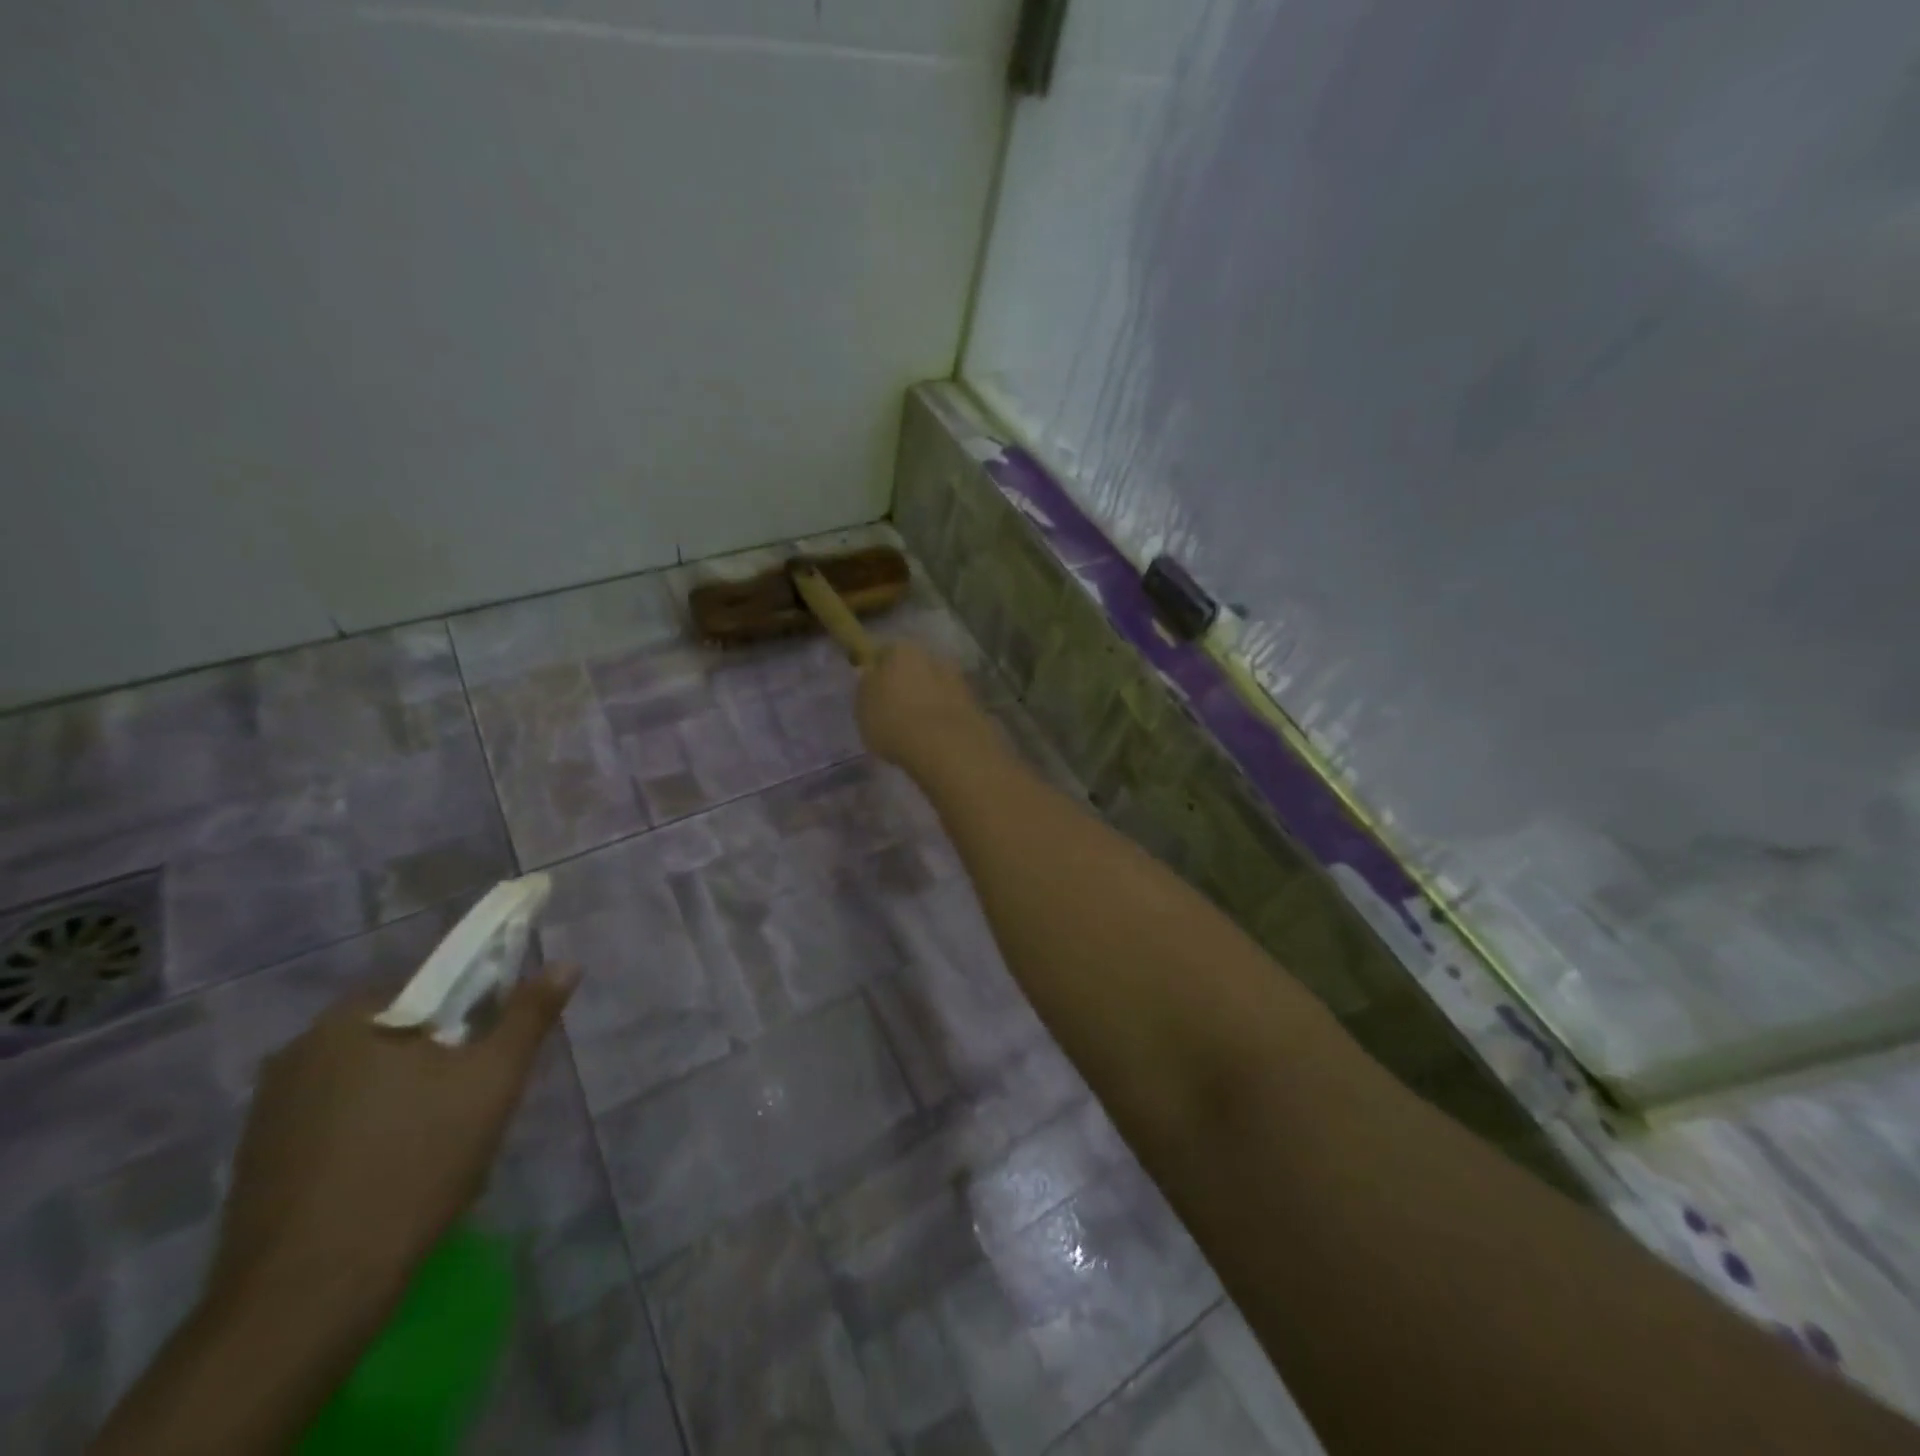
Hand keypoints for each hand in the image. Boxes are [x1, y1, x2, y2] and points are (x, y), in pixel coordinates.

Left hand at [207, 966, 577, 1329]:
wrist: (306, 1297)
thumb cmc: (413, 1163)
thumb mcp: (493, 1081)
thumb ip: (529, 1016)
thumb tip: (565, 963)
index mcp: (348, 1020)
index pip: (428, 987)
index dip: (473, 1012)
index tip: (492, 1054)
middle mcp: (296, 1053)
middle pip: (398, 1036)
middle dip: (440, 1061)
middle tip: (475, 1103)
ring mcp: (268, 1113)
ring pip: (366, 1083)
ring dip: (406, 1100)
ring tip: (440, 1148)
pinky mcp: (256, 1166)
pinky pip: (334, 1126)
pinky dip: (370, 1137)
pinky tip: (393, 1177)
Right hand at [855, 642, 1000, 775]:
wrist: (946, 746)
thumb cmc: (894, 721)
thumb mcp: (863, 705)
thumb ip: (866, 685)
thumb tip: (871, 674)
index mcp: (903, 650)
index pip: (885, 652)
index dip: (878, 670)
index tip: (873, 690)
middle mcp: (934, 657)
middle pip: (916, 668)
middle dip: (908, 684)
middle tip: (896, 710)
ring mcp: (959, 681)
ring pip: (936, 687)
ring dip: (928, 701)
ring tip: (916, 729)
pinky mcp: (976, 706)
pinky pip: (951, 709)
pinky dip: (944, 718)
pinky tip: (935, 738)